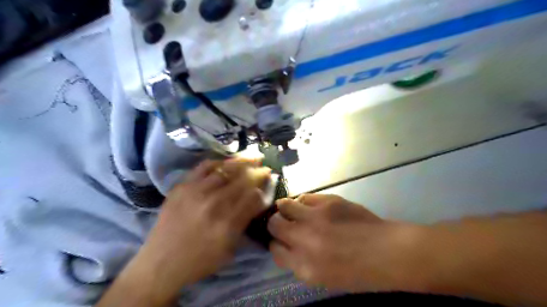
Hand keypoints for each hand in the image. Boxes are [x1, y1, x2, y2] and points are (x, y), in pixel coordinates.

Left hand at [135, 160, 268, 297]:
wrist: (161, 262)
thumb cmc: (200, 260)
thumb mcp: (229, 248)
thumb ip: (244, 222)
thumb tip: (256, 200)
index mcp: (228, 223)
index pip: (253, 197)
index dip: (264, 189)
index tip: (269, 185)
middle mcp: (214, 203)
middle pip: (243, 180)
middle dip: (258, 173)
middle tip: (265, 168)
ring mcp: (196, 192)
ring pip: (226, 169)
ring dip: (243, 162)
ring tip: (253, 158)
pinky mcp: (182, 186)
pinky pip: (204, 166)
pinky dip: (219, 162)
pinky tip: (226, 162)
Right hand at [269, 195, 426, 292]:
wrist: (387, 252)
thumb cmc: (357, 271)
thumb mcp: (323, 278)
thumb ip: (299, 263)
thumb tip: (286, 245)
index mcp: (304, 267)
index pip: (274, 250)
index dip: (276, 243)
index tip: (281, 240)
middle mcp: (304, 240)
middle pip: (274, 224)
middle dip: (276, 224)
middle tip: (285, 223)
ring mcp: (316, 218)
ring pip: (284, 205)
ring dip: (285, 208)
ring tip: (294, 211)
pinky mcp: (328, 202)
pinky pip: (305, 197)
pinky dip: (304, 202)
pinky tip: (312, 207)